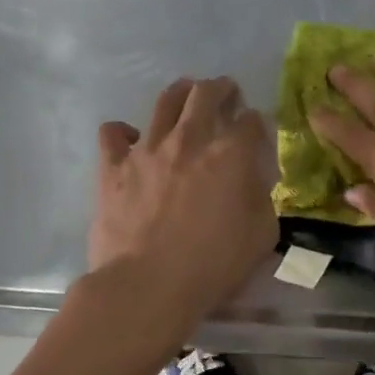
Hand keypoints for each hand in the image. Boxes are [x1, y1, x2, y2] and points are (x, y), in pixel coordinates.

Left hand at [89, 77, 275, 329]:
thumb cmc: (212, 265)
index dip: (257, 122)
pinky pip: (113, 132)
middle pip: (207, 94)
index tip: (256, 130)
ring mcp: (148, 149)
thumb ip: (261, 197)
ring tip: (185, 97)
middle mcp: (190, 140)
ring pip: (164, 101)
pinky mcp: (113, 166)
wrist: (148, 285)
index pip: (251, 120)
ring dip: (180, 93)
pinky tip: (131, 141)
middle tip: (225, 94)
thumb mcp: (261, 235)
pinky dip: (123, 132)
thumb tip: (252, 179)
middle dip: (221, 88)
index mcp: (231, 155)